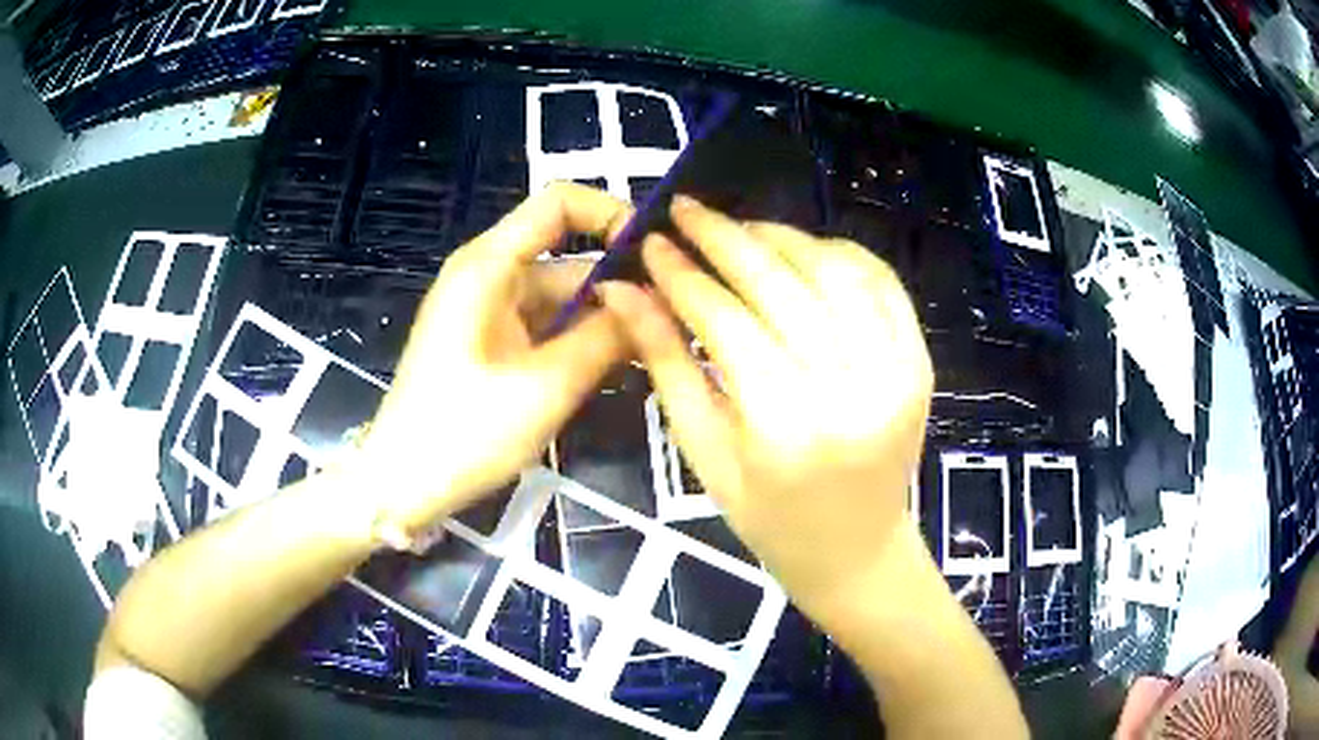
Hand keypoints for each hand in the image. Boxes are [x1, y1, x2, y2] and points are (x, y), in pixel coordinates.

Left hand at [348, 183, 632, 538]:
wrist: (403, 484)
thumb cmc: (465, 432)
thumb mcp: (548, 385)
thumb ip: (608, 337)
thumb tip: (656, 301)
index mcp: (489, 265)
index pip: (559, 202)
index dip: (611, 213)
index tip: (655, 253)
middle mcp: (488, 275)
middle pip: (566, 257)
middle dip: (619, 285)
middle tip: (675, 321)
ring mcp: (487, 311)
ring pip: (561, 298)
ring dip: (603, 320)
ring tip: (658, 348)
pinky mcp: (490, 342)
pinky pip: (544, 327)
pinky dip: (578, 341)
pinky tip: (617, 368)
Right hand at [598, 196, 932, 616]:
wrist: (857, 550)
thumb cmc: (769, 518)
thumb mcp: (704, 452)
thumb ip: (666, 363)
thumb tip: (624, 292)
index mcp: (786, 426)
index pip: (725, 320)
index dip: (682, 274)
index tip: (651, 240)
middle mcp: (850, 388)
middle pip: (780, 283)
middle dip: (724, 237)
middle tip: (686, 209)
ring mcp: (896, 369)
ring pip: (833, 269)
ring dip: (781, 237)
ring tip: (737, 229)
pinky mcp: (919, 360)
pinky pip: (880, 282)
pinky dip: (839, 253)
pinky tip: (802, 250)